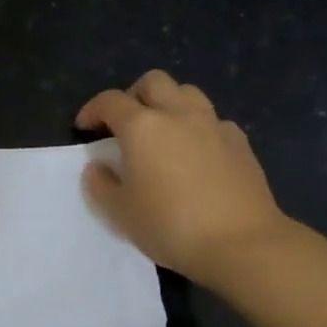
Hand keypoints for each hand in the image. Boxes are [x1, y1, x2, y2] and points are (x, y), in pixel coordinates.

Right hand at [76, 70, 295, 289]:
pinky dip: (199, 127)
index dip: (93, 110)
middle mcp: (178, 115)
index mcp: (142, 127)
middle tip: (125, 123)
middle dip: (134, 95)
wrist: (242, 243)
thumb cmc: (170, 226)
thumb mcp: (121, 213)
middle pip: (153, 82)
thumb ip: (102, 185)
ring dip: (169, 103)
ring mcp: (213, 125)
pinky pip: (214, 120)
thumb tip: (97, 167)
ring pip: (188, 93)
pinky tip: (197, 153)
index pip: (110, 101)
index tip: (85, 127)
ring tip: (163, 132)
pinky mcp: (240, 143)